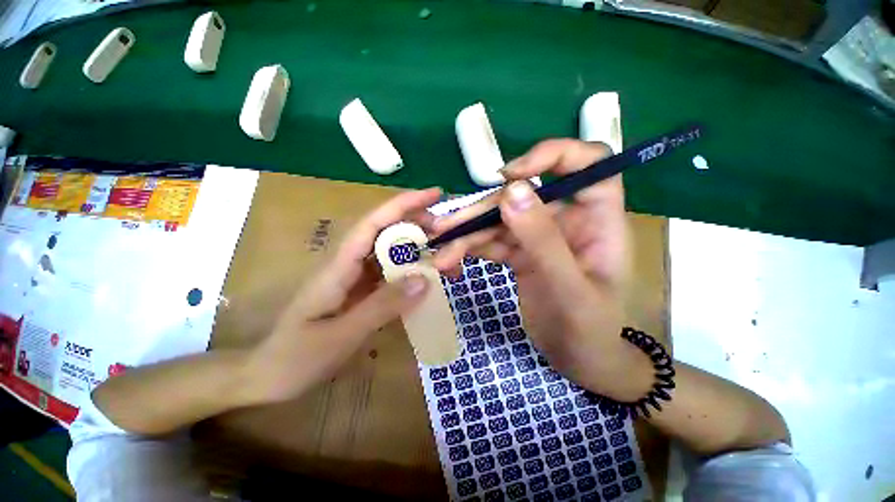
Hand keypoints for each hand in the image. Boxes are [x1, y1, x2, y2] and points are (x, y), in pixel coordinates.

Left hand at [245, 188, 441, 402]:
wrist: (268, 377)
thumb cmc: (296, 357)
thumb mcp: (340, 335)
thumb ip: (382, 306)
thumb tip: (424, 279)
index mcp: (340, 266)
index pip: (374, 223)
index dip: (403, 205)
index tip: (434, 195)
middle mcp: (350, 264)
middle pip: (387, 233)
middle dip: (418, 226)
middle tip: (448, 234)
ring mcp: (356, 279)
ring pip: (392, 254)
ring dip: (419, 251)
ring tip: (446, 257)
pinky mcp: (362, 292)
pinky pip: (391, 275)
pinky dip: (411, 273)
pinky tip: (427, 280)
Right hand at [432, 140, 651, 400]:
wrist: (579, 361)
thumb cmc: (589, 330)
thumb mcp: (570, 289)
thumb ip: (543, 240)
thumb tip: (512, 190)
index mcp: (598, 220)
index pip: (588, 162)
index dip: (552, 155)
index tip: (510, 175)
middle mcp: (567, 219)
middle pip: (523, 195)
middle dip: (483, 210)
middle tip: (447, 227)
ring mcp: (540, 236)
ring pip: (500, 220)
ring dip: (468, 234)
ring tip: (441, 253)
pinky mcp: (521, 253)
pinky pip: (492, 241)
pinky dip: (470, 249)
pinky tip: (451, 261)